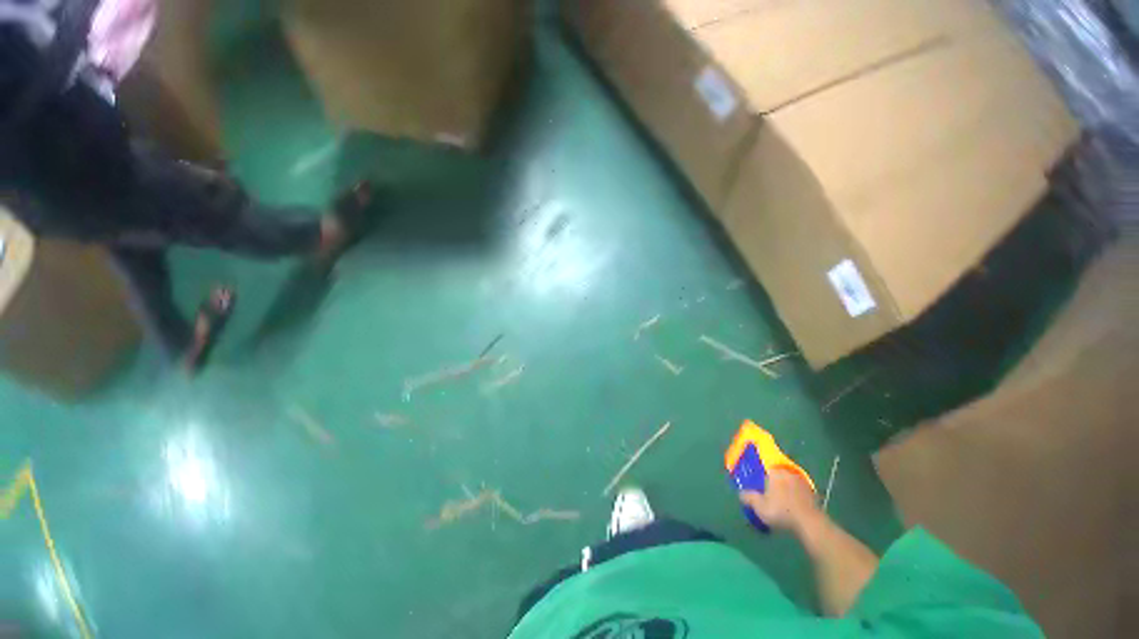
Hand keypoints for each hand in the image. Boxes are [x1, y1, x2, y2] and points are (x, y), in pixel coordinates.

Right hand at [740, 469, 821, 533]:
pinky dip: (792, 493)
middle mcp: (788, 471)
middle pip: (777, 473)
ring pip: (787, 480)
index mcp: (775, 473)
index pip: (765, 466)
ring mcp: (800, 479)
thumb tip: (742, 492)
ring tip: (778, 500)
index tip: (756, 482)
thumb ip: (750, 498)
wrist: (806, 518)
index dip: (760, 473)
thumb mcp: (759, 507)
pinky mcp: (808, 488)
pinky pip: (796, 487)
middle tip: (766, 493)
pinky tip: (789, 504)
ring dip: (782, 487)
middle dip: (771, 481)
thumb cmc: (780, 511)